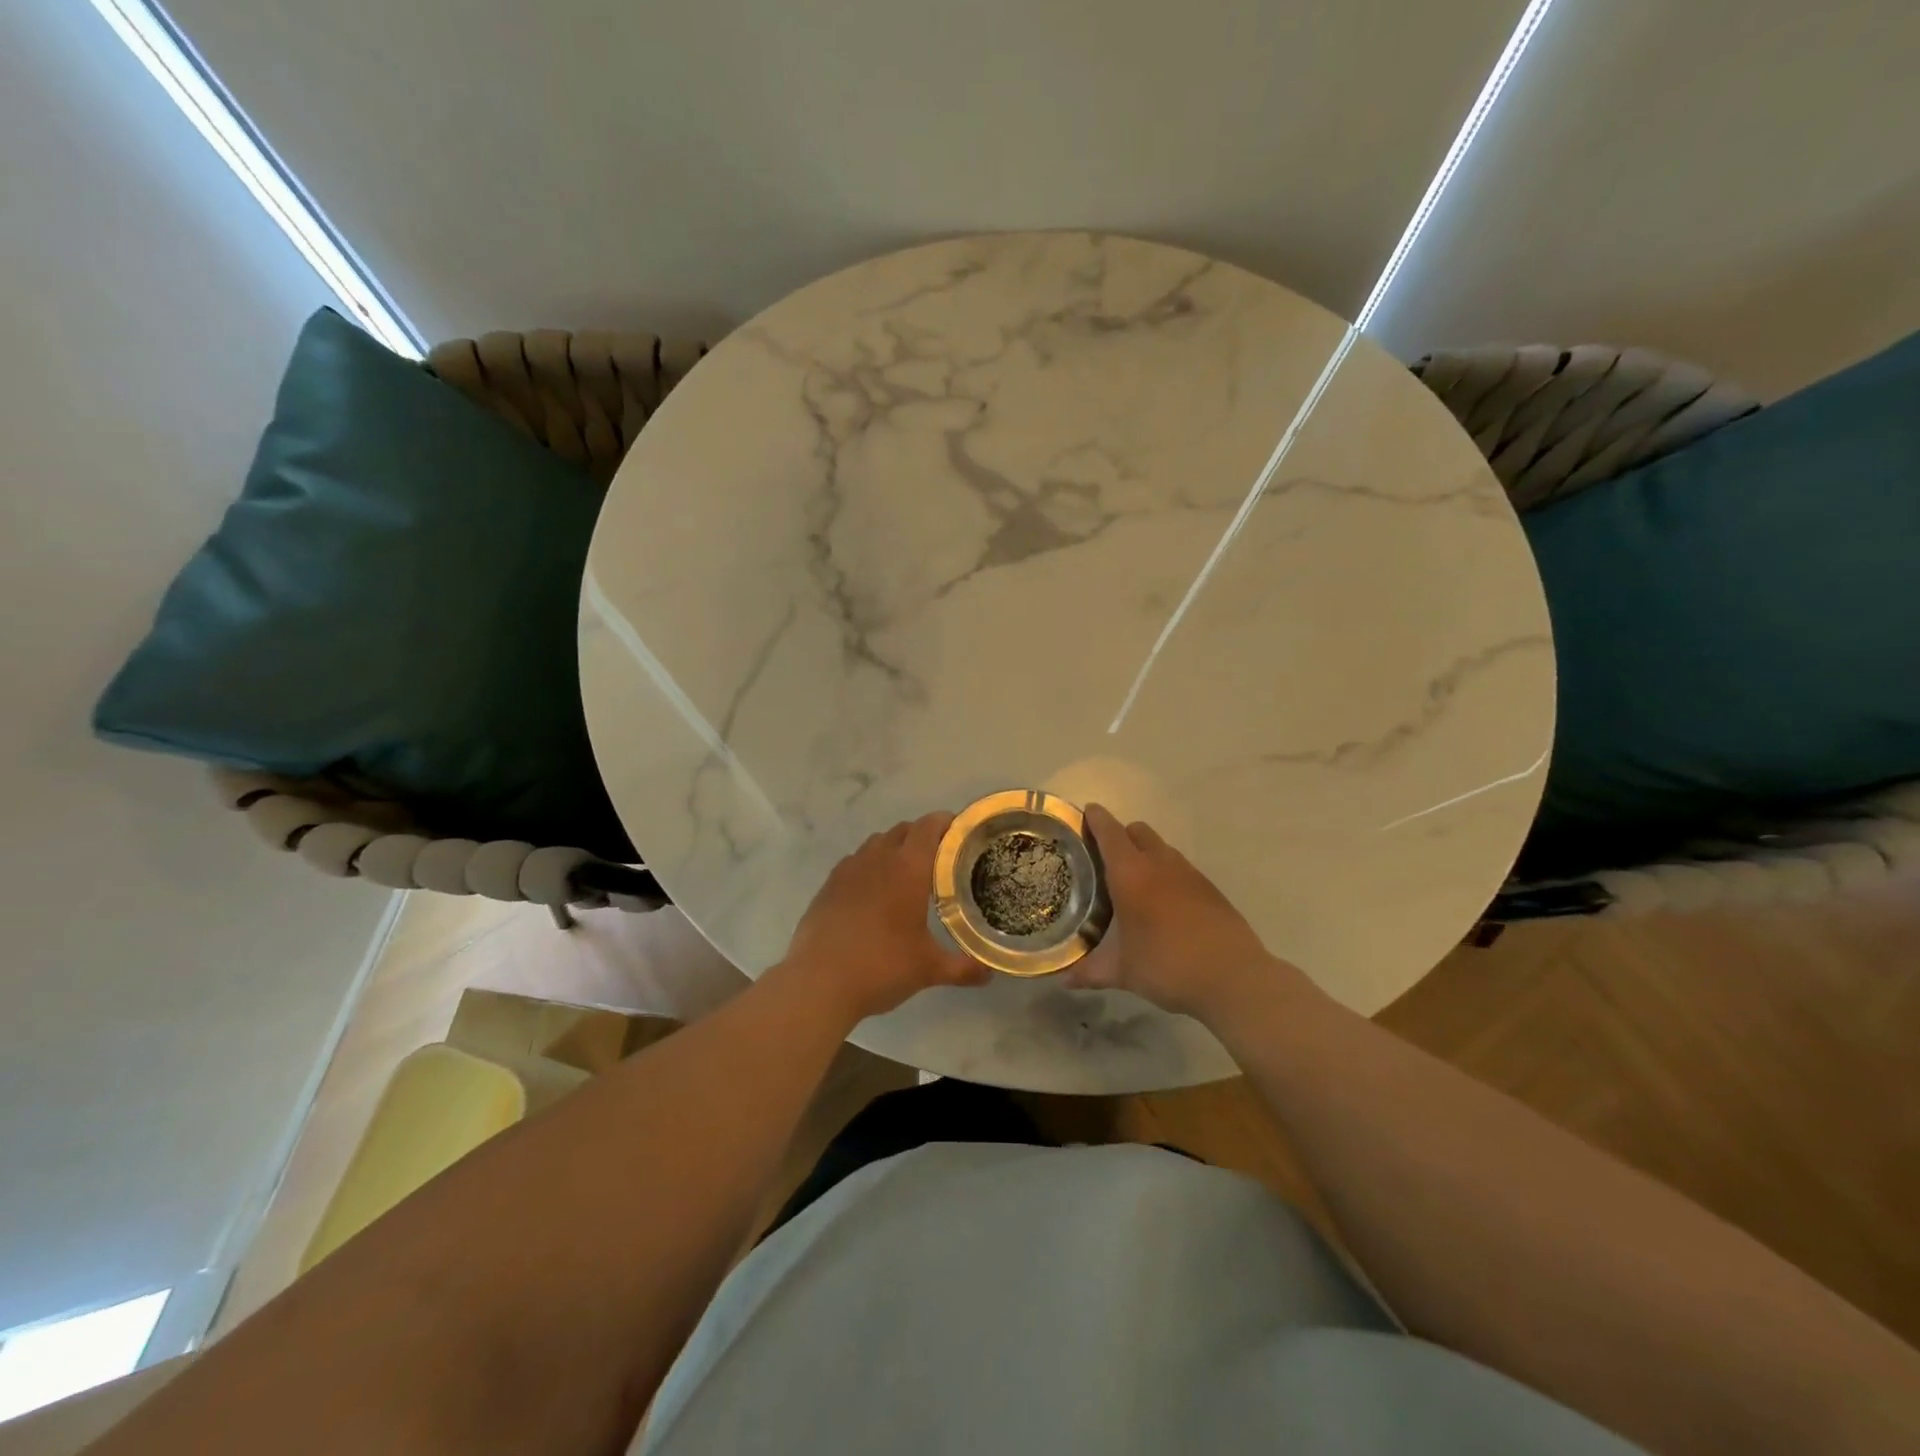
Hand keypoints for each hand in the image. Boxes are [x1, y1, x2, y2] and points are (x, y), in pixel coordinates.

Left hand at [779, 812, 990, 1022]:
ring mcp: (848, 869)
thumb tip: (989, 974)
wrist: (818, 982)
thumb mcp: (928, 969)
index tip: (960, 833)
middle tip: (939, 859)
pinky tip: (872, 894)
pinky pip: (854, 862)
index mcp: (907, 868)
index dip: (946, 823)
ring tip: (905, 875)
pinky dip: (869, 867)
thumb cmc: (881, 966)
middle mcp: (878, 858)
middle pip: (903, 830)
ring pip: (876, 843)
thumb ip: (963, 968)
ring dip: (894, 849)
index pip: (929, 827)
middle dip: (922, 837)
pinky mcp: (828, 885)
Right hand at [1066, 803, 1311, 1019]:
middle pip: (1137, 831)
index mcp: (1132, 874)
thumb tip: (1063, 980)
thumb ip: (1090, 971)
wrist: (1233, 978)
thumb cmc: (1168, 966)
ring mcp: (1190, 874)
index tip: (1085, 813)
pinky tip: (1163, 905)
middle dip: (1120, 835)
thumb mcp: (1123, 972)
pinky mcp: (1210, 889)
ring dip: (1145, 854)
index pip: (1110, 832)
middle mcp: (1160, 864)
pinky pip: (1180, 868)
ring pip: (1161, 848)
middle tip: (1103, 857)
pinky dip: (1166, 874)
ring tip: (1133, 883)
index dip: (1096, 819)